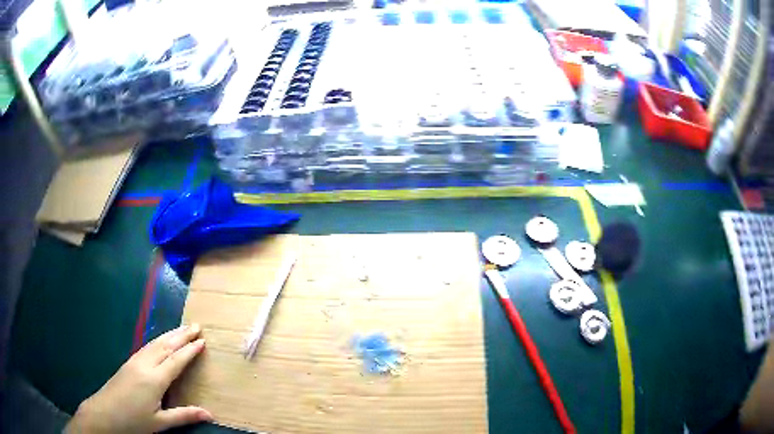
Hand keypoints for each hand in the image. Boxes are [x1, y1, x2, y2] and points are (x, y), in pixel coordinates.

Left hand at [65, 324, 211, 432]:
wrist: (105, 412)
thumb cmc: (134, 420)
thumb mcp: (160, 422)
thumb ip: (183, 415)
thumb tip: (210, 414)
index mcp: (155, 379)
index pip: (176, 361)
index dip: (190, 350)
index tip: (202, 340)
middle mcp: (145, 364)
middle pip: (166, 345)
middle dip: (181, 335)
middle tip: (196, 325)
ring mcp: (135, 361)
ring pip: (156, 343)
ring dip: (171, 334)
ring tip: (183, 328)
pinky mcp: (129, 362)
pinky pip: (148, 346)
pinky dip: (159, 340)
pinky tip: (161, 341)